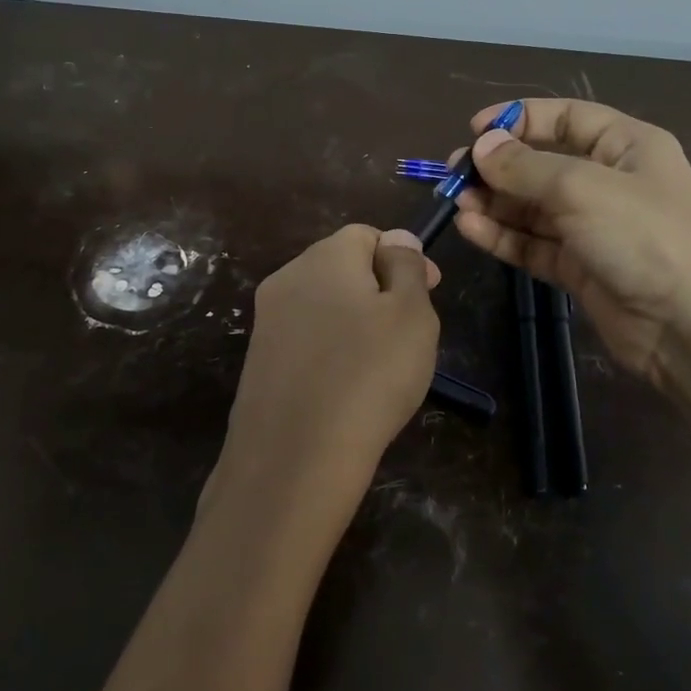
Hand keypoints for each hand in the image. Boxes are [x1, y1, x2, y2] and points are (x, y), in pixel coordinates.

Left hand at [207, 226, 440, 545]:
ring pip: (323, 305)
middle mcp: (288, 278)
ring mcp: (267, 321)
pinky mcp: (259, 360)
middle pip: (341, 266)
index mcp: (325, 256)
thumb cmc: (370, 375)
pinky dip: (330, 351)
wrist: (296, 455)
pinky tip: (347, 385)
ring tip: (381, 363)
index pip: (366, 235)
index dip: (402, 257)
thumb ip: (406, 267)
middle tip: (409, 330)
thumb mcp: (412, 314)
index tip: (431, 291)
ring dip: (354, 321)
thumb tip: (396, 238)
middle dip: (379, 287)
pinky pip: (305, 340)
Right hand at [453, 99, 690, 404]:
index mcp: (626, 147)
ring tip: (455, 202)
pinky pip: (534, 244)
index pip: (567, 118)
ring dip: (495, 203)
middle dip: (499, 166)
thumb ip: (525, 167)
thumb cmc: (646, 237)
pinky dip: (503, 236)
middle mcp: (610, 183)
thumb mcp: (583, 188)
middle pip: (543, 164)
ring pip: (533, 208)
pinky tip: (471, 229)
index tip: (474, 129)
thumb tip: (481, 146)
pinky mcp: (580, 269)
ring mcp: (594, 228)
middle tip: (454, 173)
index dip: (520, 118)